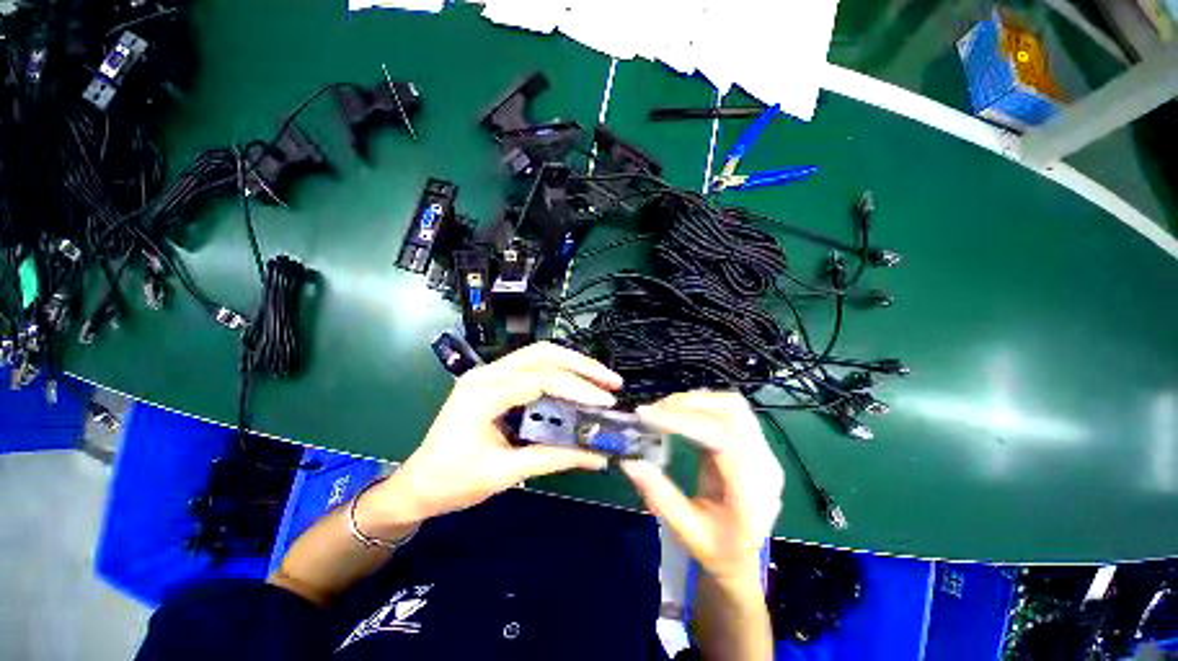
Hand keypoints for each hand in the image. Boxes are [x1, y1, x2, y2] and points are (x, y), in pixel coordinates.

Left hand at [359, 342, 620, 535]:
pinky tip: (577, 386)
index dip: (577, 388)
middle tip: (611, 382)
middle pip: (543, 353)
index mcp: (483, 393)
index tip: (606, 403)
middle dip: (581, 365)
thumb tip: (597, 456)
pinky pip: (534, 367)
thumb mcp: (505, 473)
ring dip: (574, 365)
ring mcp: (490, 373)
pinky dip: (561, 373)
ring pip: (540, 355)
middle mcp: (487, 373)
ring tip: (602, 381)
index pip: (540, 379)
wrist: (418, 483)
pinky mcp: (496, 380)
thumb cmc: (453, 482)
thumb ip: (553, 459)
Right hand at [621, 391, 783, 585]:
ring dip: (696, 400)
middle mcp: (763, 464)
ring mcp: (762, 451)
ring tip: (664, 409)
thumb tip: (629, 461)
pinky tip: (680, 414)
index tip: (646, 415)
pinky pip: (729, 412)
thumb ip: (659, 495)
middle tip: (654, 410)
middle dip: (688, 403)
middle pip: (732, 411)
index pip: (719, 438)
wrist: (745, 561)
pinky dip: (702, 406)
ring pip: (732, 405)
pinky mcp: (753, 444)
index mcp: (751, 491)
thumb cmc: (718, 552)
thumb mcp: (686, 531)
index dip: (681, 421)